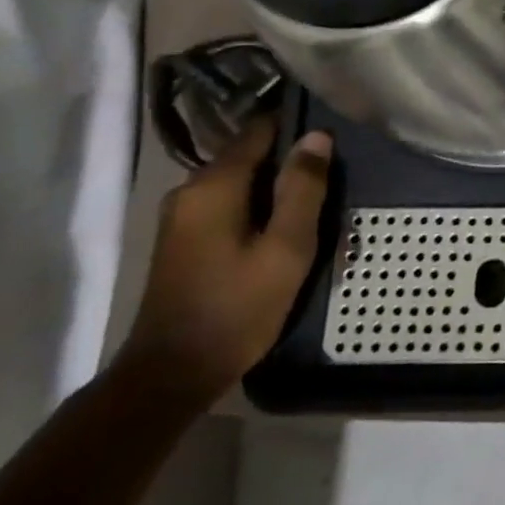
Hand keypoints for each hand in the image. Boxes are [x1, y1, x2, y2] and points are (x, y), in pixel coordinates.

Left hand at [119, 116, 332, 405]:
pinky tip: (282, 233)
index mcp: (214, 185)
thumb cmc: (237, 308)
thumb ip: (303, 188)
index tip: (334, 139)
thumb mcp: (287, 248)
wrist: (170, 376)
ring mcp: (181, 216)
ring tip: (314, 211)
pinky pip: (230, 204)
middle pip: (251, 156)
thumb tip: (317, 135)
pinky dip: (258, 209)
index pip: (260, 129)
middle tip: (332, 185)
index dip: (299, 127)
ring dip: (277, 191)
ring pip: (242, 182)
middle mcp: (190, 190)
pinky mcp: (183, 239)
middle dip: (291, 165)